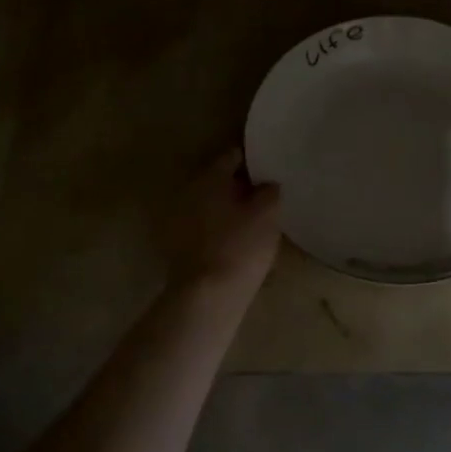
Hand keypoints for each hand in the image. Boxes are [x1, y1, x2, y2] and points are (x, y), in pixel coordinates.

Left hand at [166, 147, 281, 292]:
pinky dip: (220, 229)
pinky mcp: (179, 245)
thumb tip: (267, 184)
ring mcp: (180, 219)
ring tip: (256, 221)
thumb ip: (270, 190)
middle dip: (242, 186)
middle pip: (220, 180)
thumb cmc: (240, 246)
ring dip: (230, 209)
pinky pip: (206, 227)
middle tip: (267, 197)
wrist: (207, 296)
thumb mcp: (268, 212)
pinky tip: (238, 242)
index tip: (272, 170)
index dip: (255, 161)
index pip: (234, 155)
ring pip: (212, 204)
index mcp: (210, 176)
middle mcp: (189, 191)